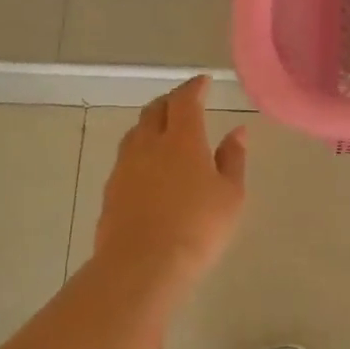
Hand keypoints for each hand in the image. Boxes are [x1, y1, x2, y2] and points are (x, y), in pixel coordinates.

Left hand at [94, 76, 246, 293]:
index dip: (194, 88)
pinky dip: (141, 150)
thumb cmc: (198, 227)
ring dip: (152, 123)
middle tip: (184, 102)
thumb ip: (233, 159)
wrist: (142, 265)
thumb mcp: (230, 195)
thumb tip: (238, 131)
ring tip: (165, 130)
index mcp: (183, 139)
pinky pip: (127, 157)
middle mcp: (149, 144)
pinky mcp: (111, 189)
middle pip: (155, 110)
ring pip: (136, 132)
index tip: (203, 82)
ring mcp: (125, 166)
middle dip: (171, 101)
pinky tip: (149, 166)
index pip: (185, 101)